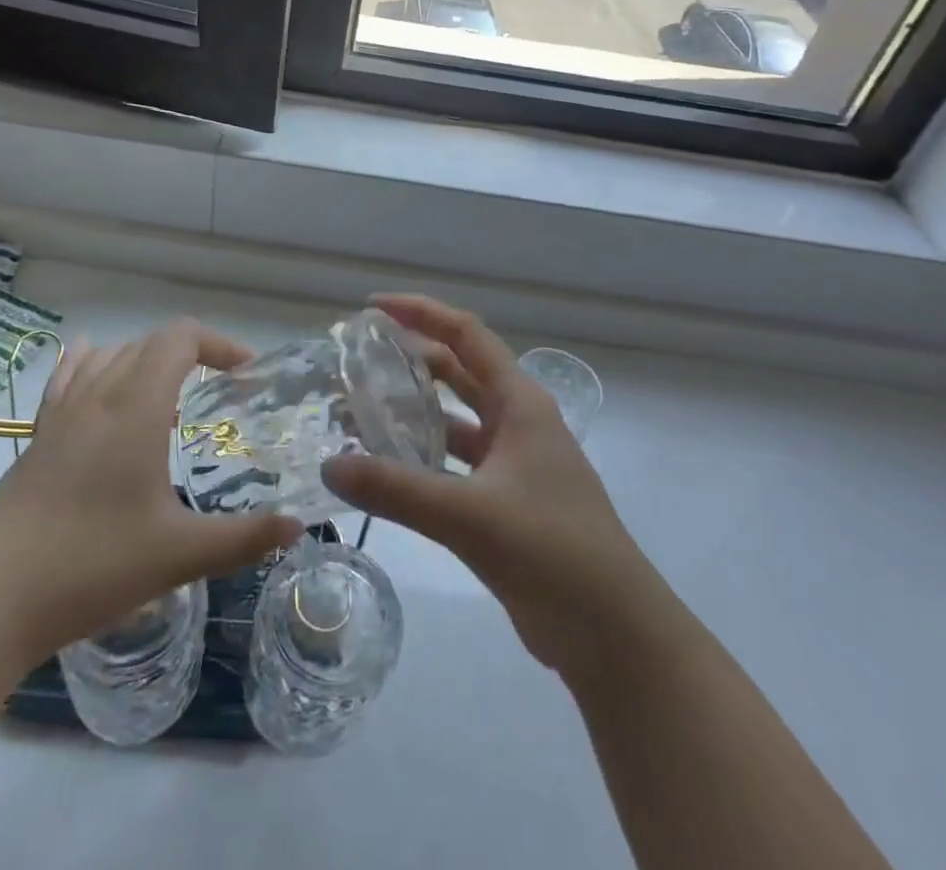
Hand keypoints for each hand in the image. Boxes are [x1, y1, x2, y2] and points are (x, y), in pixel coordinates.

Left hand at [0, 319, 301, 659]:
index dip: (221, 344)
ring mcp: (62, 412)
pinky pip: (70, 376)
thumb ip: (244, 538)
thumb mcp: (178, 556)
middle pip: (150, 341)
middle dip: (192, 354)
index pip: (181, 338)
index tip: (247, 375)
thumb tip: (297, 526)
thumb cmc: (89, 567)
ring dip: (148, 361)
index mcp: (137, 407)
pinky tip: (101, 390)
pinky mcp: (37, 434)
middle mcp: (99, 394)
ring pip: (111, 354)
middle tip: (220, 394)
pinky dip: (97, 366)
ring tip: (170, 402)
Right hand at [323, 295, 668, 680]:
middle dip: (409, 359)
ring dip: (411, 411)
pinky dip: (420, 458)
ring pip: (453, 420)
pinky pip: (453, 464)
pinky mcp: (504, 502)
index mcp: (519, 402)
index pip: (466, 334)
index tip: (372, 309)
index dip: (420, 313)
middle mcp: (516, 421)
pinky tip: (384, 469)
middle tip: (356, 360)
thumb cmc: (554, 552)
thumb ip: (397, 490)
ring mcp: (512, 463)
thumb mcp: (471, 516)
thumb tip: (330, 467)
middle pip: (457, 371)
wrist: (615, 636)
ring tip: (357, 411)